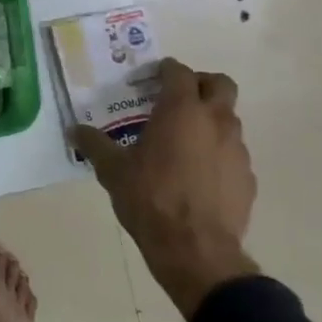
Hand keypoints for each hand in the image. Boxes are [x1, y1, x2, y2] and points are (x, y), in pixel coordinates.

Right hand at [73, 58, 259, 318]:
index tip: (152, 77)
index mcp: (180, 110)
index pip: (179, 72)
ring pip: (229, 119)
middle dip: (200, 84)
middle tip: (177, 98)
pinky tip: (198, 174)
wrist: (195, 250)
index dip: (165, 70)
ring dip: (210, 120)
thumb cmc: (150, 198)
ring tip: (184, 141)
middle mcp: (214, 121)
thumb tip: (73, 130)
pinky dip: (218, 153)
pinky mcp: (248, 177)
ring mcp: (237, 149)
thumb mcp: (113, 170)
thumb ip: (94, 144)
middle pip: (219, 84)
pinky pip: (233, 153)